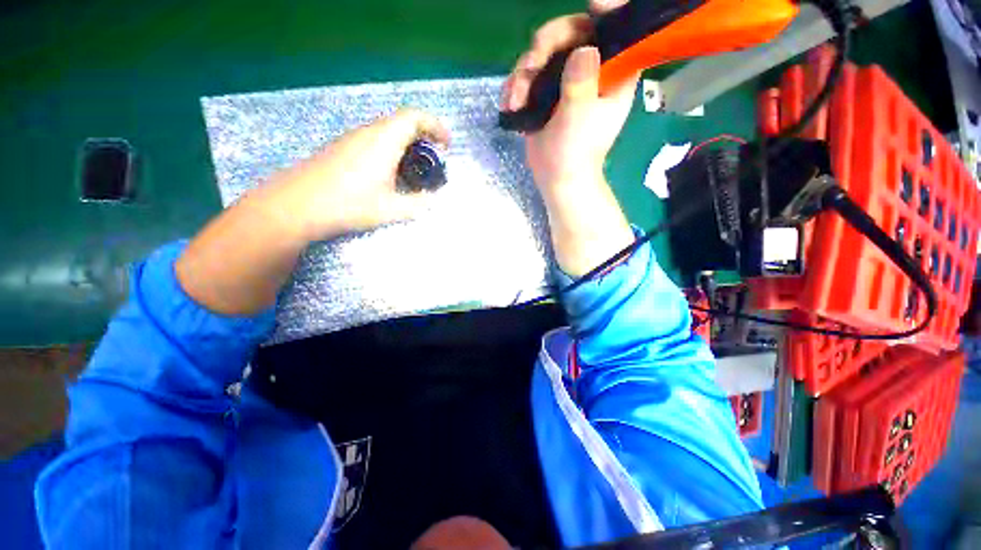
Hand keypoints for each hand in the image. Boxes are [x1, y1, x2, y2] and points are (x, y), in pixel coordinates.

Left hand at [265, 108, 450, 240]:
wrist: (297, 205)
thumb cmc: (348, 205)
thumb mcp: (391, 209)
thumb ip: (418, 203)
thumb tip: (433, 200)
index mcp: (384, 141)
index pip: (415, 117)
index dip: (436, 126)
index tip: (447, 145)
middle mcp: (369, 133)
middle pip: (403, 121)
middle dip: (425, 135)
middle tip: (436, 158)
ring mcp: (353, 138)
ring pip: (388, 130)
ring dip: (409, 143)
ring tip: (418, 168)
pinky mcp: (344, 148)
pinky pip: (376, 139)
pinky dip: (393, 148)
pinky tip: (392, 172)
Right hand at [501, 0, 636, 190]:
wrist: (557, 179)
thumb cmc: (575, 154)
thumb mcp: (579, 120)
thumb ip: (581, 84)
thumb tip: (583, 48)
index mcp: (614, 73)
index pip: (616, 30)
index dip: (607, 11)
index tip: (594, 3)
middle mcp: (592, 69)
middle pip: (571, 33)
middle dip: (545, 46)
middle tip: (529, 68)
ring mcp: (566, 79)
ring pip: (544, 53)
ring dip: (524, 73)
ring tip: (516, 101)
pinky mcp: (546, 92)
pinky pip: (529, 75)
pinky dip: (516, 87)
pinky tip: (511, 104)